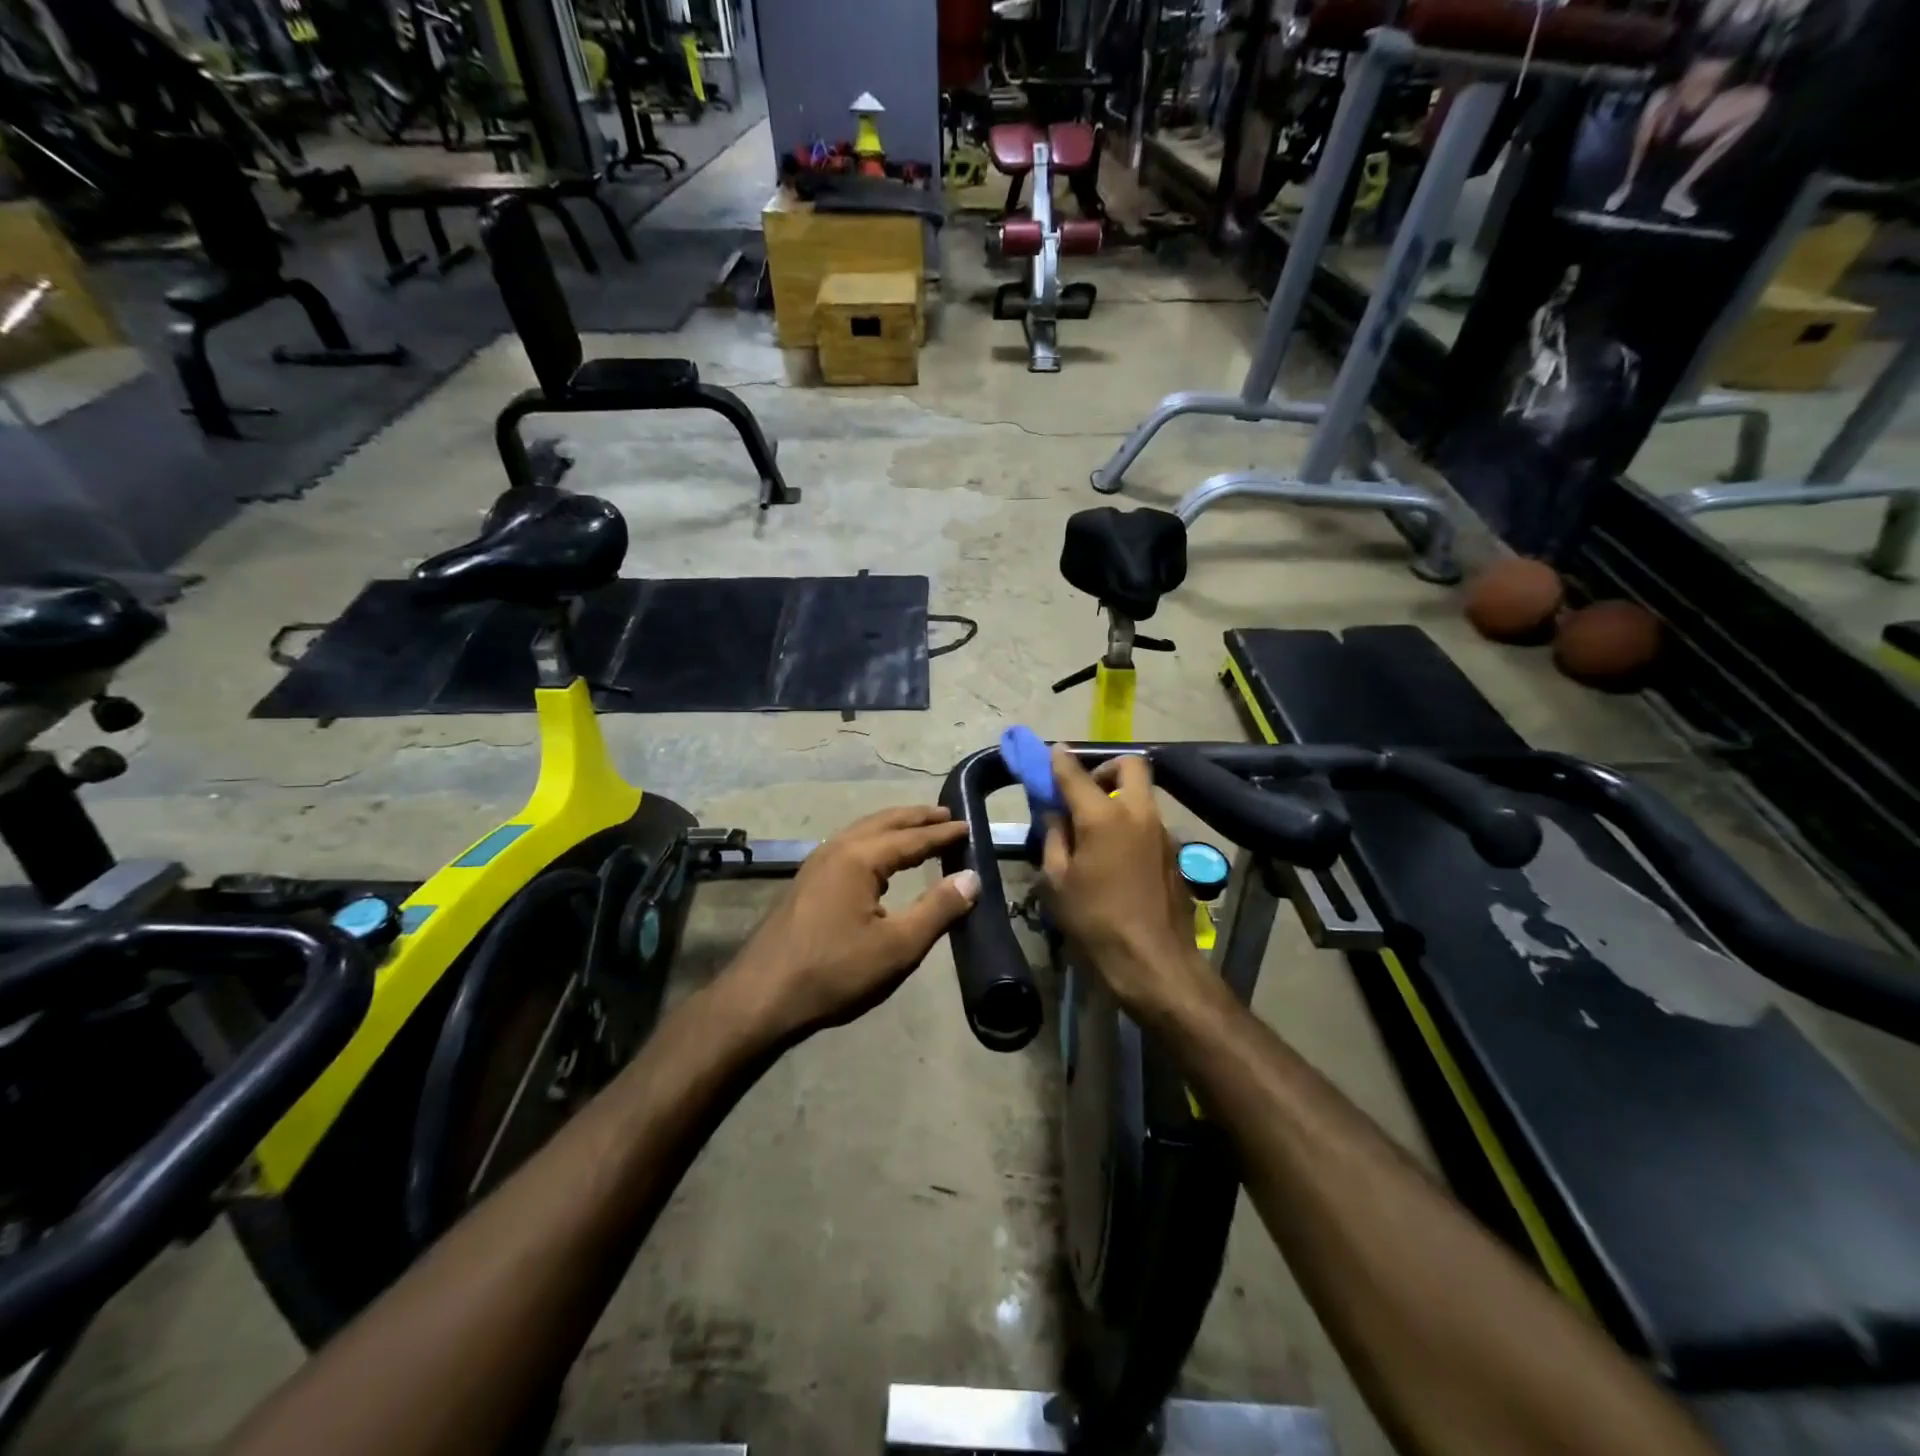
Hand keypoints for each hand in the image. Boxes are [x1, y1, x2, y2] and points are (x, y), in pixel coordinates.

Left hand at [728, 806, 979, 1038]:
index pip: (911, 837)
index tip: (969, 827)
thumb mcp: (897, 946)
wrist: (761, 997)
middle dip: (917, 818)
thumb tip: (972, 878)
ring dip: (894, 827)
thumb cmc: (834, 972)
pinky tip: (879, 860)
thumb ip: (938, 909)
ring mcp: (816, 864)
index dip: (942, 834)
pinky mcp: (806, 882)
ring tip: (919, 830)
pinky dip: (874, 841)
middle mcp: (836, 849)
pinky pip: (849, 845)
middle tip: (947, 815)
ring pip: (863, 831)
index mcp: (859, 857)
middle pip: (884, 822)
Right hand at [1041, 749, 1210, 1021]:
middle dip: (1105, 768)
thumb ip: (1054, 837)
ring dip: (1119, 797)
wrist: (1153, 960)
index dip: (1059, 760)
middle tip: (1086, 791)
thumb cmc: (1094, 920)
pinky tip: (1116, 856)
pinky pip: (1149, 822)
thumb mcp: (1057, 881)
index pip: (1074, 773)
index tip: (1051, 752)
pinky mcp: (1174, 852)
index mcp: (1103, 817)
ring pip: (1143, 794)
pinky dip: (1131, 823)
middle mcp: (1138, 813)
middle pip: (1129, 765)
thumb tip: (1055, 814)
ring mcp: (1161, 831)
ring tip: (1096, 829)